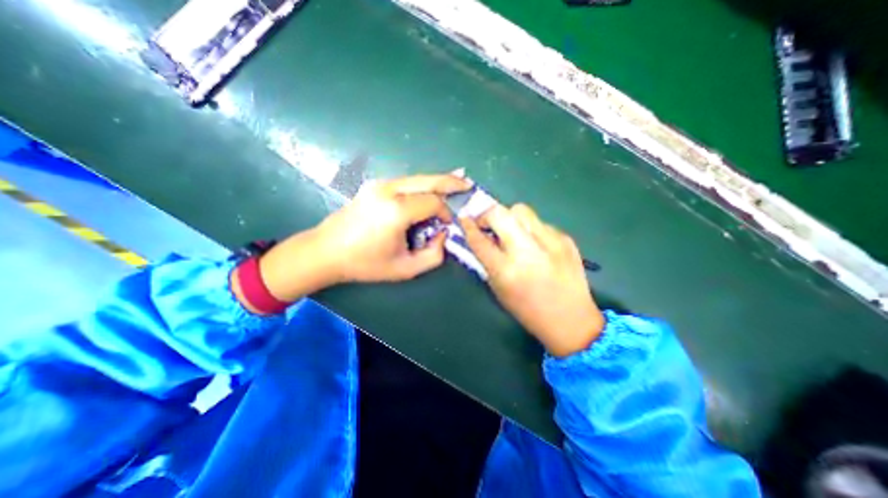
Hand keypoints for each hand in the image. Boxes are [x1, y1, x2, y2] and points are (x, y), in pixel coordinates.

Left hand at [249, 173, 470, 307]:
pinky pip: (406, 182)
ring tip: (454, 183)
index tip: (448, 226)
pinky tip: (429, 189)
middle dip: (450, 181)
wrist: (325, 251)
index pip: (433, 202)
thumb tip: (442, 234)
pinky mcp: (374, 186)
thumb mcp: (405, 269)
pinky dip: (421, 185)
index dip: (446, 213)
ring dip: (436, 182)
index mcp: (396, 211)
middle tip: (467, 183)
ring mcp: (379, 185)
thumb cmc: (365, 264)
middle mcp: (389, 190)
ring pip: (417, 178)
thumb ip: (433, 255)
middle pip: (428, 180)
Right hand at [461, 203, 606, 356]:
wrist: (571, 320)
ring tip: (512, 232)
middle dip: (487, 214)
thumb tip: (482, 236)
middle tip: (487, 223)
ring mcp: (550, 242)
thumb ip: (487, 260)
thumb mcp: (499, 289)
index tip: (464, 218)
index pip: (479, 239)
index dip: (468, 226)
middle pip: (500, 213)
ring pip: (521, 210)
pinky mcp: (566, 239)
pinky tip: (535, 245)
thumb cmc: (528, 310)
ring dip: (510, 218)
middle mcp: (527, 252)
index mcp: (506, 270)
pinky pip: (540, 223)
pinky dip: (531, 230)